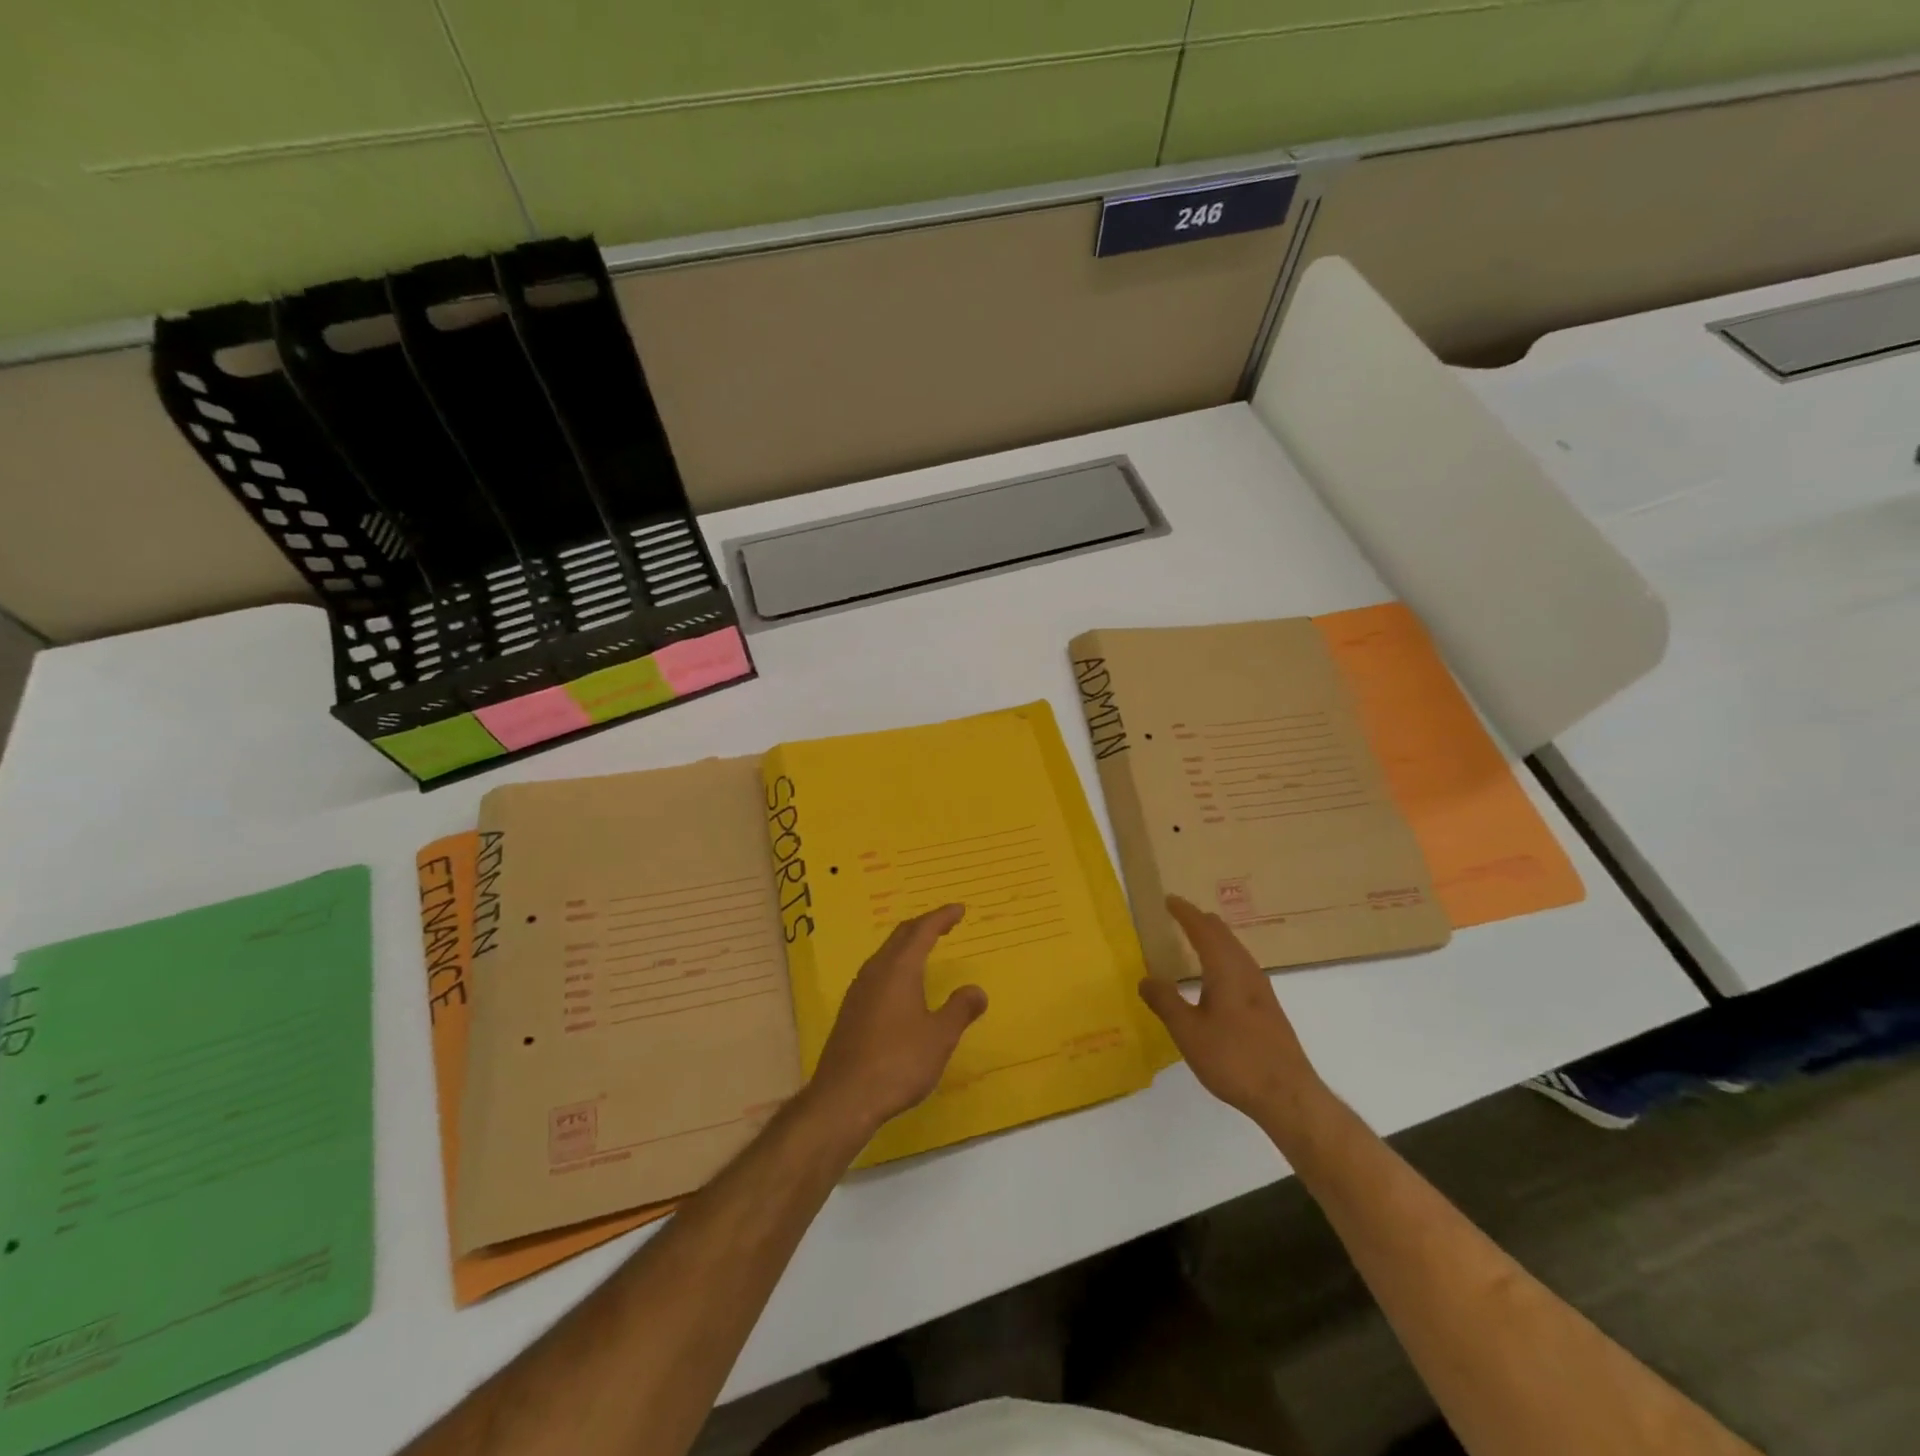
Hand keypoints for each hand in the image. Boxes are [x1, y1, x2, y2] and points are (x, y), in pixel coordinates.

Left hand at [804, 905, 987, 1138]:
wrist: (844, 1097)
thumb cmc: (898, 1062)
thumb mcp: (939, 1037)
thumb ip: (960, 1009)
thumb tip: (976, 990)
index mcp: (899, 969)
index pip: (922, 931)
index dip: (941, 917)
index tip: (959, 909)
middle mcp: (876, 971)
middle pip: (900, 937)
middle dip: (923, 925)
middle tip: (944, 922)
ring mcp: (859, 991)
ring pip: (886, 954)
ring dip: (907, 945)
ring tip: (925, 948)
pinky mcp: (851, 1011)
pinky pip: (877, 973)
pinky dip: (896, 965)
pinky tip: (901, 985)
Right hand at [1138, 896, 1328, 1131]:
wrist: (1288, 1095)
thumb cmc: (1234, 1059)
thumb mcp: (1188, 1032)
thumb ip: (1165, 1002)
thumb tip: (1146, 978)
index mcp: (1226, 970)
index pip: (1203, 930)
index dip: (1185, 913)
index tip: (1169, 899)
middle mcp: (1246, 972)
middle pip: (1224, 935)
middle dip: (1201, 921)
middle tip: (1180, 914)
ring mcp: (1262, 990)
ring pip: (1235, 950)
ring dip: (1215, 938)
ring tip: (1197, 938)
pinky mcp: (1268, 1008)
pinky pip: (1242, 966)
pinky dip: (1224, 956)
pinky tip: (1219, 976)